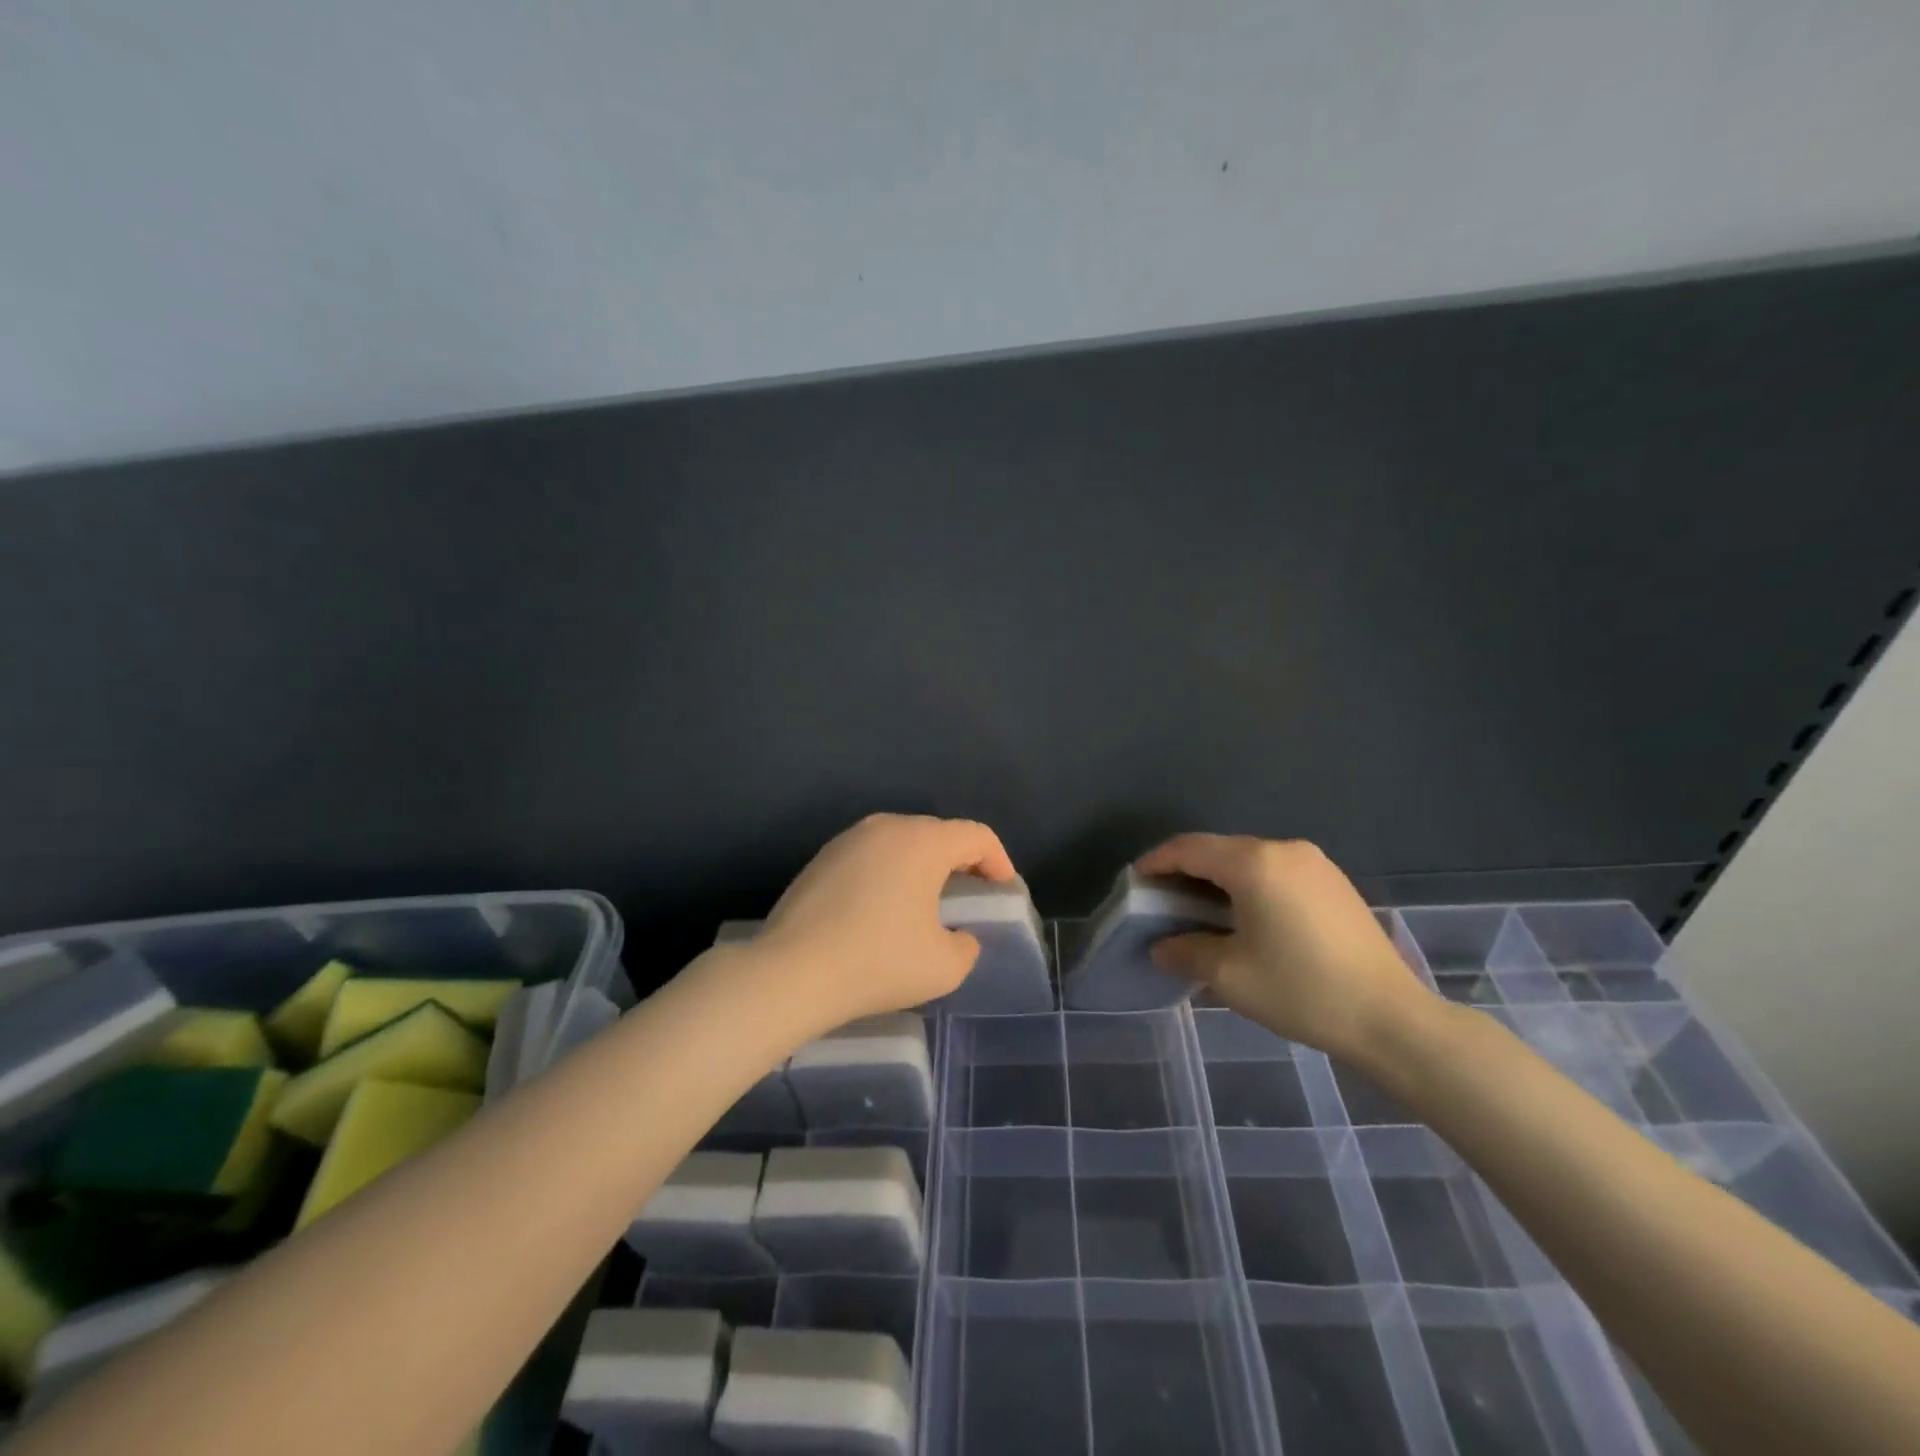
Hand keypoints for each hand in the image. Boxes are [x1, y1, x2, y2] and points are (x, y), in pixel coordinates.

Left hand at [755, 813, 1016, 1026]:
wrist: (791, 972)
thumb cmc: (877, 961)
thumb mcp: (944, 966)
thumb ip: (966, 946)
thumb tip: (958, 936)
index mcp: (922, 841)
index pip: (976, 836)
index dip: (999, 860)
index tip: (1003, 890)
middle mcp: (886, 827)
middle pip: (938, 834)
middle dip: (961, 861)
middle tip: (970, 895)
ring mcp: (848, 839)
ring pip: (902, 843)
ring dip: (923, 866)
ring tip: (927, 902)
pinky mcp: (821, 858)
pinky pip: (872, 856)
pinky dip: (889, 873)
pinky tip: (883, 909)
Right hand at [1138, 834, 1432, 1065]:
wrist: (1391, 1018)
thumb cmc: (1301, 990)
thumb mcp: (1229, 975)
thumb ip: (1185, 952)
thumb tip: (1162, 946)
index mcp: (1254, 863)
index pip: (1189, 848)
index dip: (1156, 861)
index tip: (1135, 881)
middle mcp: (1284, 850)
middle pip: (1219, 849)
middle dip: (1185, 871)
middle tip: (1162, 901)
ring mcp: (1314, 864)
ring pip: (1248, 860)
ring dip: (1217, 879)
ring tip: (1199, 912)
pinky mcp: (1333, 883)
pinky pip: (1275, 872)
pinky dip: (1248, 886)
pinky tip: (1243, 918)